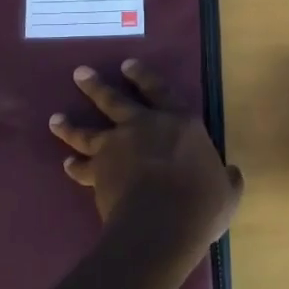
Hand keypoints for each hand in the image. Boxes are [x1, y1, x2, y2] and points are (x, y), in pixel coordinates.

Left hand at [50, 60, 242, 266]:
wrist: (161, 223)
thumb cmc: (200, 202)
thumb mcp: (226, 191)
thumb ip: (226, 179)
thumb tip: (231, 174)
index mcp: (180, 123)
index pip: (159, 90)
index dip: (143, 76)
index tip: (126, 65)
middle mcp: (144, 126)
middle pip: (114, 100)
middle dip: (96, 86)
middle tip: (80, 74)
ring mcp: (117, 147)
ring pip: (88, 130)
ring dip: (70, 124)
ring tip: (56, 119)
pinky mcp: (98, 171)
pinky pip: (82, 166)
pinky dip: (74, 165)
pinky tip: (67, 164)